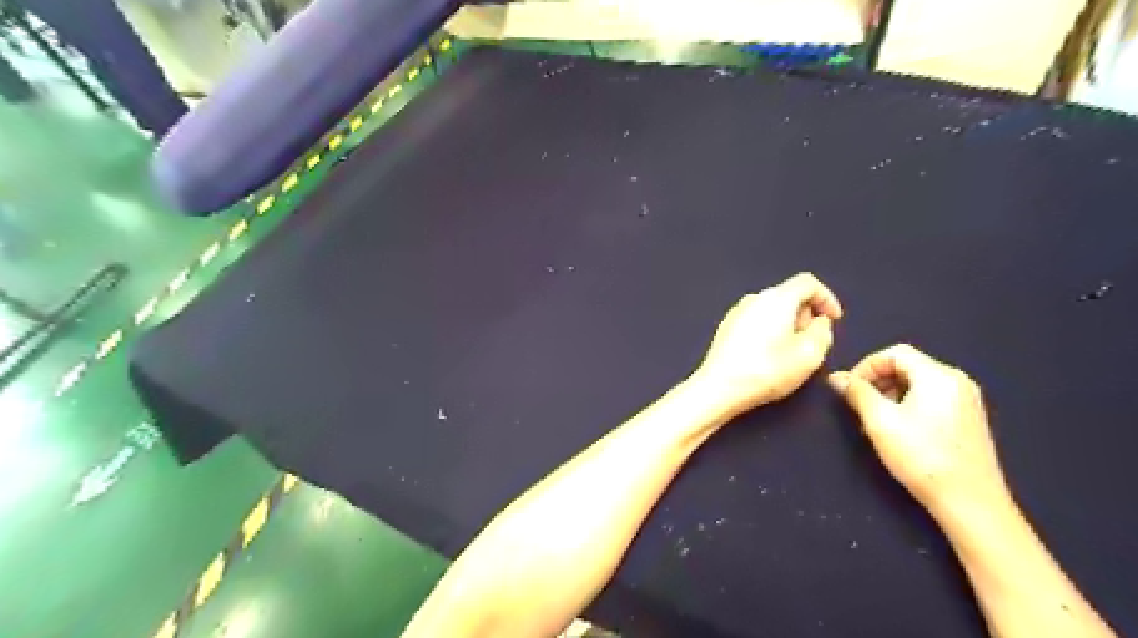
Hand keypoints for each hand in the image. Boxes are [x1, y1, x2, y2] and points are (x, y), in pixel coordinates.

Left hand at [689, 272, 837, 412]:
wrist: (719, 387)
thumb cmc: (767, 370)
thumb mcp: (810, 355)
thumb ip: (822, 332)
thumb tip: (818, 321)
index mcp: (777, 298)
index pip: (807, 283)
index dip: (827, 298)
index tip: (834, 319)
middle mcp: (755, 298)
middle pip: (788, 294)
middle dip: (806, 313)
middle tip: (813, 339)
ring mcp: (736, 311)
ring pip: (771, 308)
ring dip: (788, 322)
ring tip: (792, 350)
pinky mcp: (726, 327)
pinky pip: (756, 319)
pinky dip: (770, 329)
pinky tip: (769, 354)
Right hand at [834, 345, 1007, 521]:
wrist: (970, 503)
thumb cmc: (922, 456)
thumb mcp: (880, 421)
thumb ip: (857, 393)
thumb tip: (836, 377)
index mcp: (939, 376)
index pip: (895, 353)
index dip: (866, 366)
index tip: (850, 389)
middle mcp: (958, 381)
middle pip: (908, 366)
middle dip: (878, 380)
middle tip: (860, 405)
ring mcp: (967, 401)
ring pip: (919, 383)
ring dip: (891, 393)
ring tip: (876, 420)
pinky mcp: (969, 420)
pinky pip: (932, 398)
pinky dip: (909, 404)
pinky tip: (899, 430)